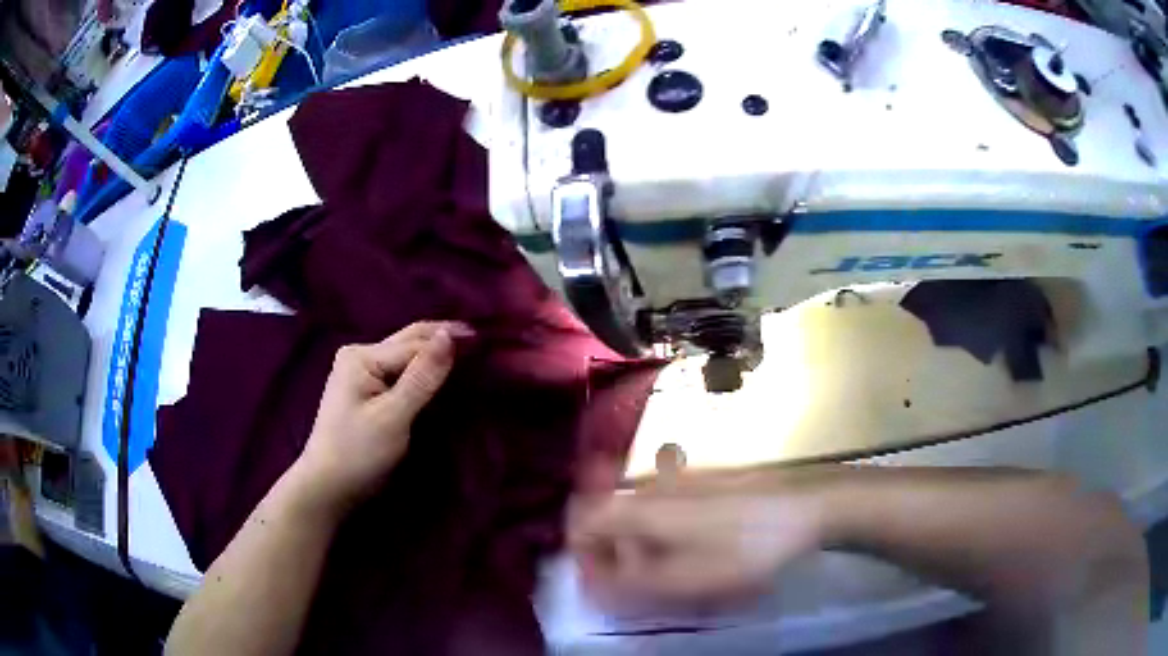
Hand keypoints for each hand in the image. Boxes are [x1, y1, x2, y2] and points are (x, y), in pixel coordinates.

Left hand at [295, 321, 470, 511]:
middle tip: (483, 342)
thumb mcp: (393, 416)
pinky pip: (400, 373)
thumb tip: (449, 334)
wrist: (328, 487)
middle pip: (409, 342)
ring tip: (470, 354)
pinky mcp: (366, 390)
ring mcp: (360, 372)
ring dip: (434, 356)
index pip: (415, 345)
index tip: (486, 341)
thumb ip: (422, 376)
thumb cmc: (358, 453)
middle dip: (443, 340)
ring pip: (406, 357)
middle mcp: (360, 355)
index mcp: (362, 356)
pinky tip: (441, 373)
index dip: (450, 342)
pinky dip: (422, 372)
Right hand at [568, 478, 828, 610]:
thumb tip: (594, 585)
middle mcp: (652, 486)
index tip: (602, 584)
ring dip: (643, 548)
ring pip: (639, 516)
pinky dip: (668, 536)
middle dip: (615, 556)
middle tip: (642, 586)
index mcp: (639, 506)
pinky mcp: (704, 482)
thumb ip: (630, 585)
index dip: (583, 555)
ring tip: (674, 576)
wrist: (803, 507)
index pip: (581, 521)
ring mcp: (680, 479)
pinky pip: (667, 510)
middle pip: (609, 519)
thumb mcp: (684, 579)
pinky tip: (698, 555)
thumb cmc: (742, 547)